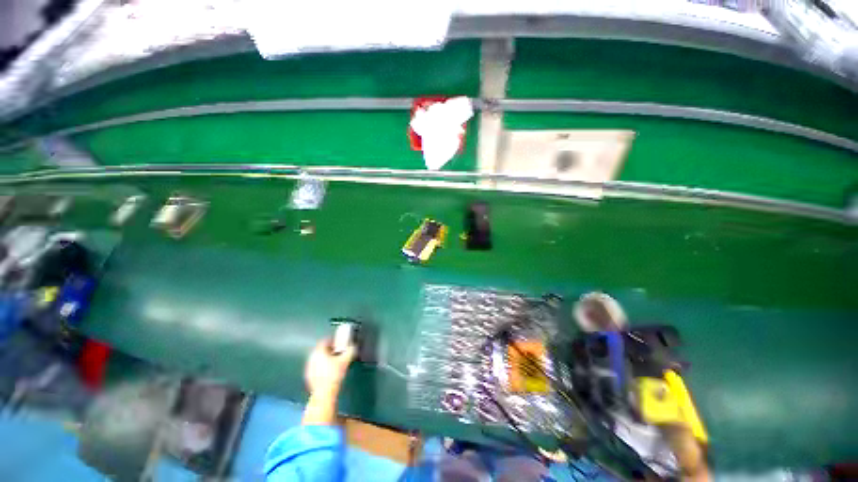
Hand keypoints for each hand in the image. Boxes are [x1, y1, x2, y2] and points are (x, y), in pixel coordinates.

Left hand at [305, 339, 355, 396]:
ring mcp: (309, 368)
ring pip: (318, 359)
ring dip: (326, 358)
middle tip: (338, 351)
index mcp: (318, 351)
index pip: (325, 341)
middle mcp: (312, 358)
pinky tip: (329, 371)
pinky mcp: (308, 377)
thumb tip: (353, 346)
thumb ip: (350, 350)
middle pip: (321, 349)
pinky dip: (322, 367)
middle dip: (330, 350)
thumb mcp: (345, 360)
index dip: (333, 340)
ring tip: (335, 361)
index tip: (339, 342)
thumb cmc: (334, 374)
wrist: (324, 393)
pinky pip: (316, 367)